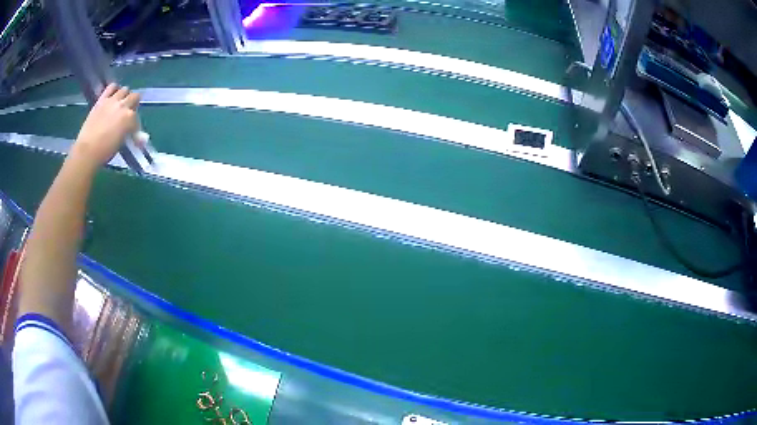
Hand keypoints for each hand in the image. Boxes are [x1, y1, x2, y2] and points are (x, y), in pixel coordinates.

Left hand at [72, 84, 140, 167]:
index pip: (137, 119)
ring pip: (124, 89)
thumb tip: (142, 137)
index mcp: (130, 118)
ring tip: (121, 103)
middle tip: (128, 113)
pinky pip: (111, 87)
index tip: (131, 132)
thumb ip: (131, 135)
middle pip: (135, 97)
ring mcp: (112, 101)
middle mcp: (123, 105)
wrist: (87, 150)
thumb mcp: (121, 144)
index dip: (135, 126)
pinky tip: (113, 95)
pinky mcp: (102, 99)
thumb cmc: (105, 151)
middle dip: (133, 104)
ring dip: (124, 96)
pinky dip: (114, 89)